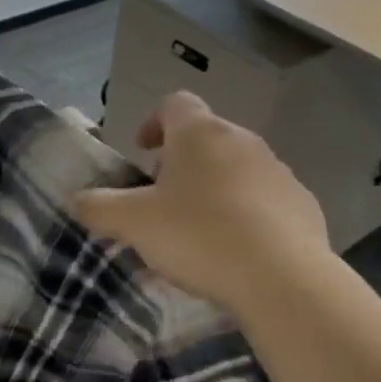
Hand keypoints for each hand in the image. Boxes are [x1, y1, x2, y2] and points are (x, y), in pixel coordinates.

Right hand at [74, 92, 329, 319]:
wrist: (281, 277)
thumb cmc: (198, 236)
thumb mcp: (134, 224)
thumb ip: (99, 207)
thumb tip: (77, 200)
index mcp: (200, 134)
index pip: (175, 104)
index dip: (154, 123)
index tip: (142, 151)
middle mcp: (243, 141)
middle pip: (206, 138)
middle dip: (181, 162)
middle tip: (163, 199)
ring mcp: (278, 171)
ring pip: (237, 169)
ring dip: (214, 188)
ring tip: (198, 229)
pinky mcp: (303, 204)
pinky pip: (265, 200)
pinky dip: (246, 213)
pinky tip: (236, 249)